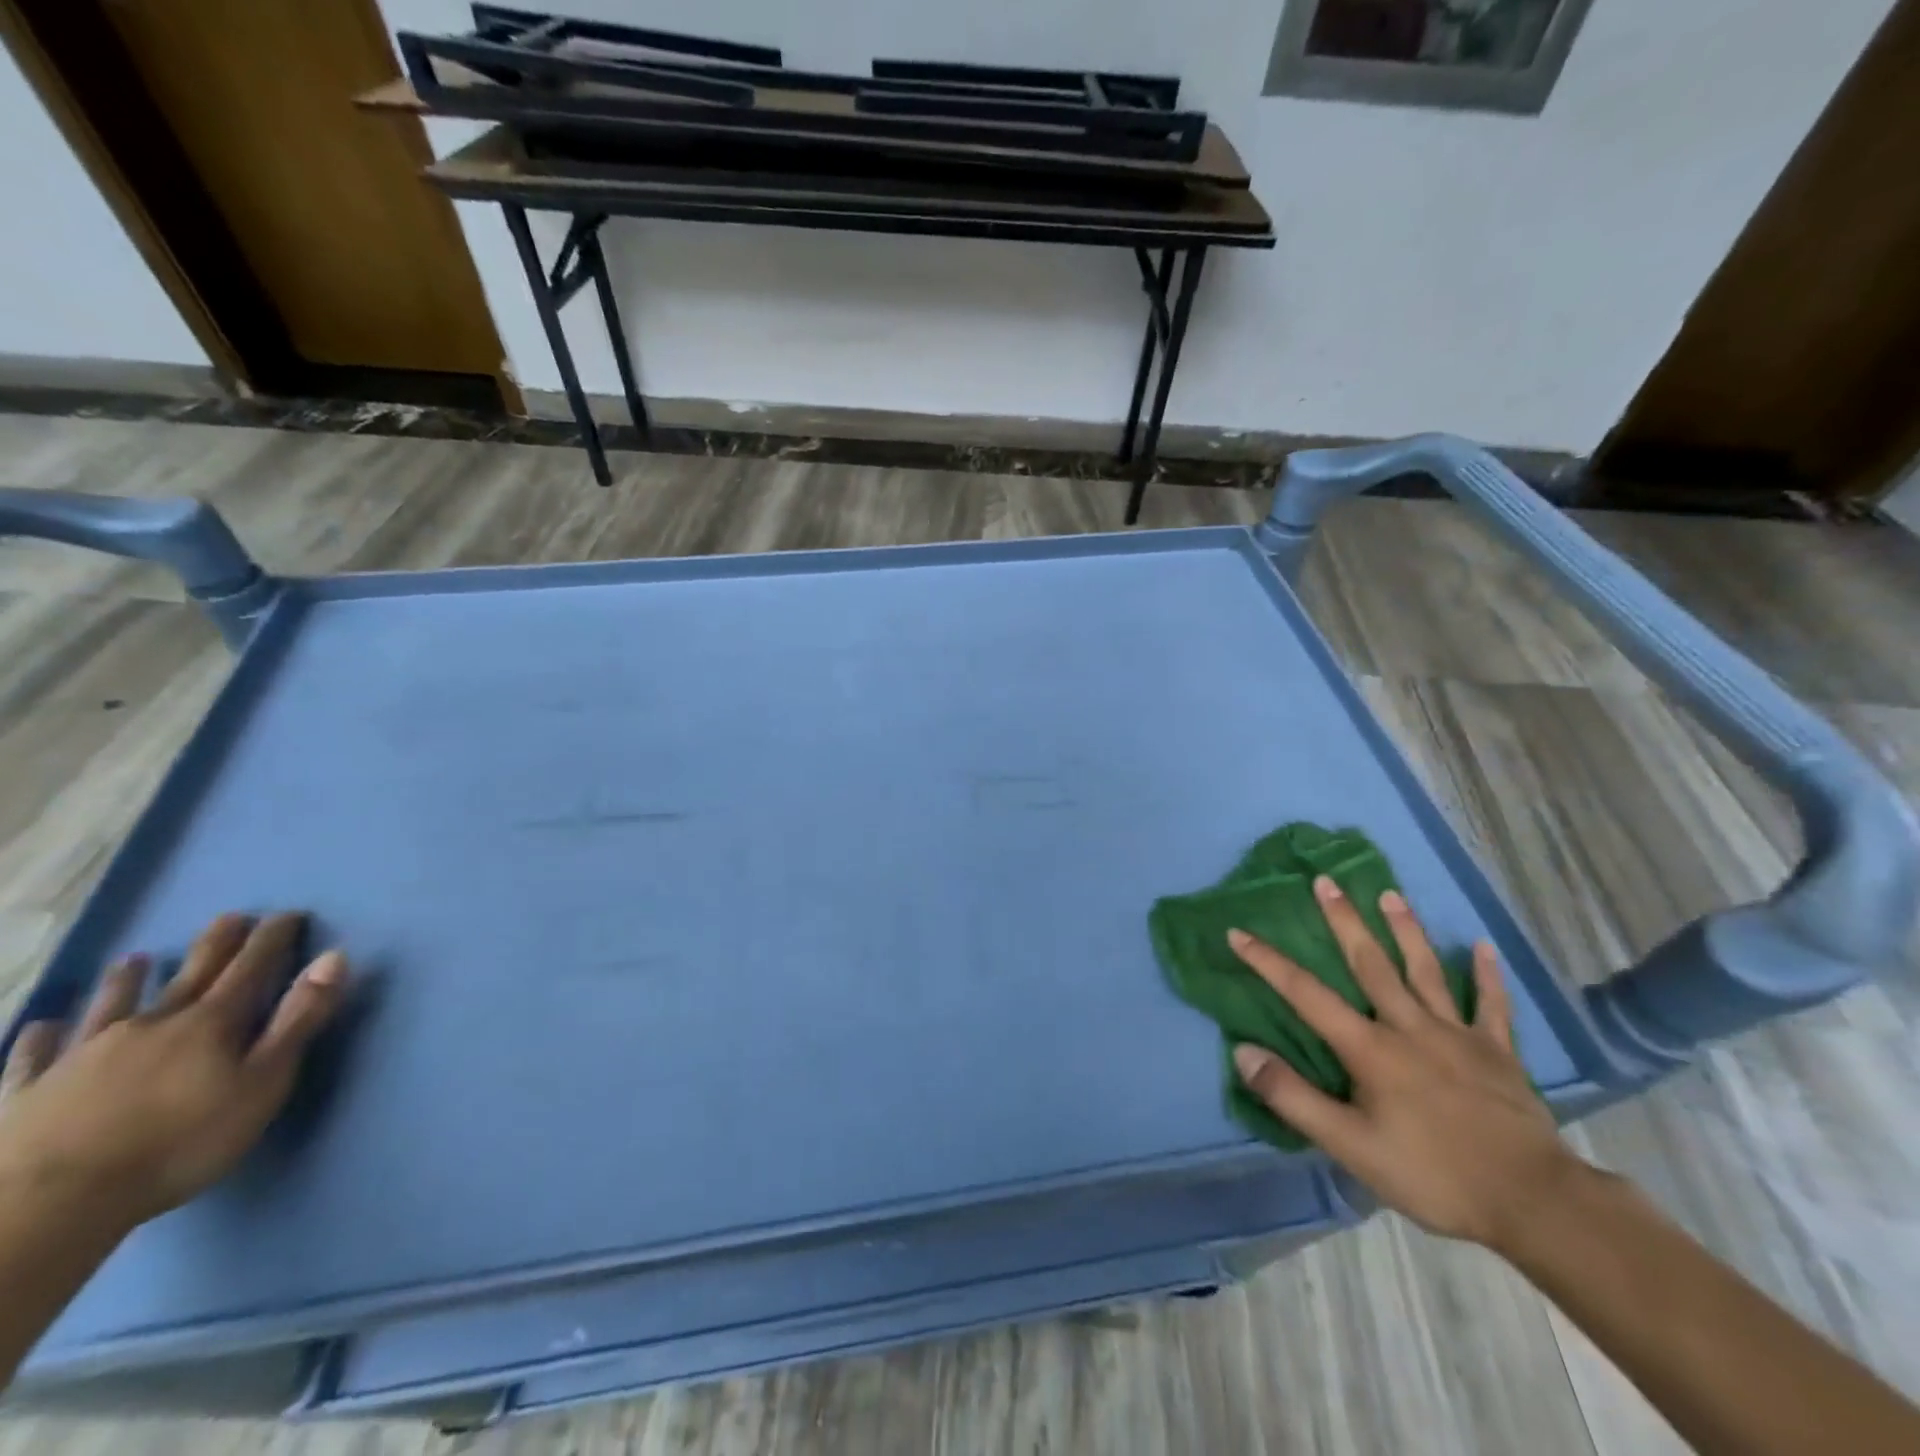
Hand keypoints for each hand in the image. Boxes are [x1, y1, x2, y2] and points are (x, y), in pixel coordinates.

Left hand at [0, 913, 347, 1235]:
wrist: (52, 1203)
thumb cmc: (181, 1142)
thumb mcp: (264, 1082)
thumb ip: (299, 1019)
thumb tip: (334, 957)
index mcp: (210, 1023)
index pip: (252, 967)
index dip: (272, 939)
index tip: (288, 914)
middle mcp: (151, 1024)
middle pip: (190, 975)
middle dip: (214, 944)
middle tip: (229, 917)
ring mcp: (83, 1055)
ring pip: (112, 1004)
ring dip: (128, 979)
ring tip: (135, 958)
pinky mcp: (30, 1090)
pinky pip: (36, 1055)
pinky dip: (43, 1036)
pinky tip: (42, 1025)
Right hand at [1228, 876, 1578, 1249]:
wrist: (1534, 1202)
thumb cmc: (1433, 1174)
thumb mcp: (1350, 1146)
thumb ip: (1292, 1097)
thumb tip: (1243, 1052)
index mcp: (1370, 1047)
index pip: (1306, 994)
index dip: (1268, 963)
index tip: (1238, 933)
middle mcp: (1409, 1026)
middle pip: (1370, 963)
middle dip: (1344, 920)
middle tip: (1325, 880)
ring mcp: (1457, 1035)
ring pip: (1425, 971)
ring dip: (1405, 930)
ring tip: (1390, 893)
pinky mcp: (1498, 1053)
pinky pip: (1492, 1005)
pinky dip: (1487, 975)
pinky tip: (1483, 947)